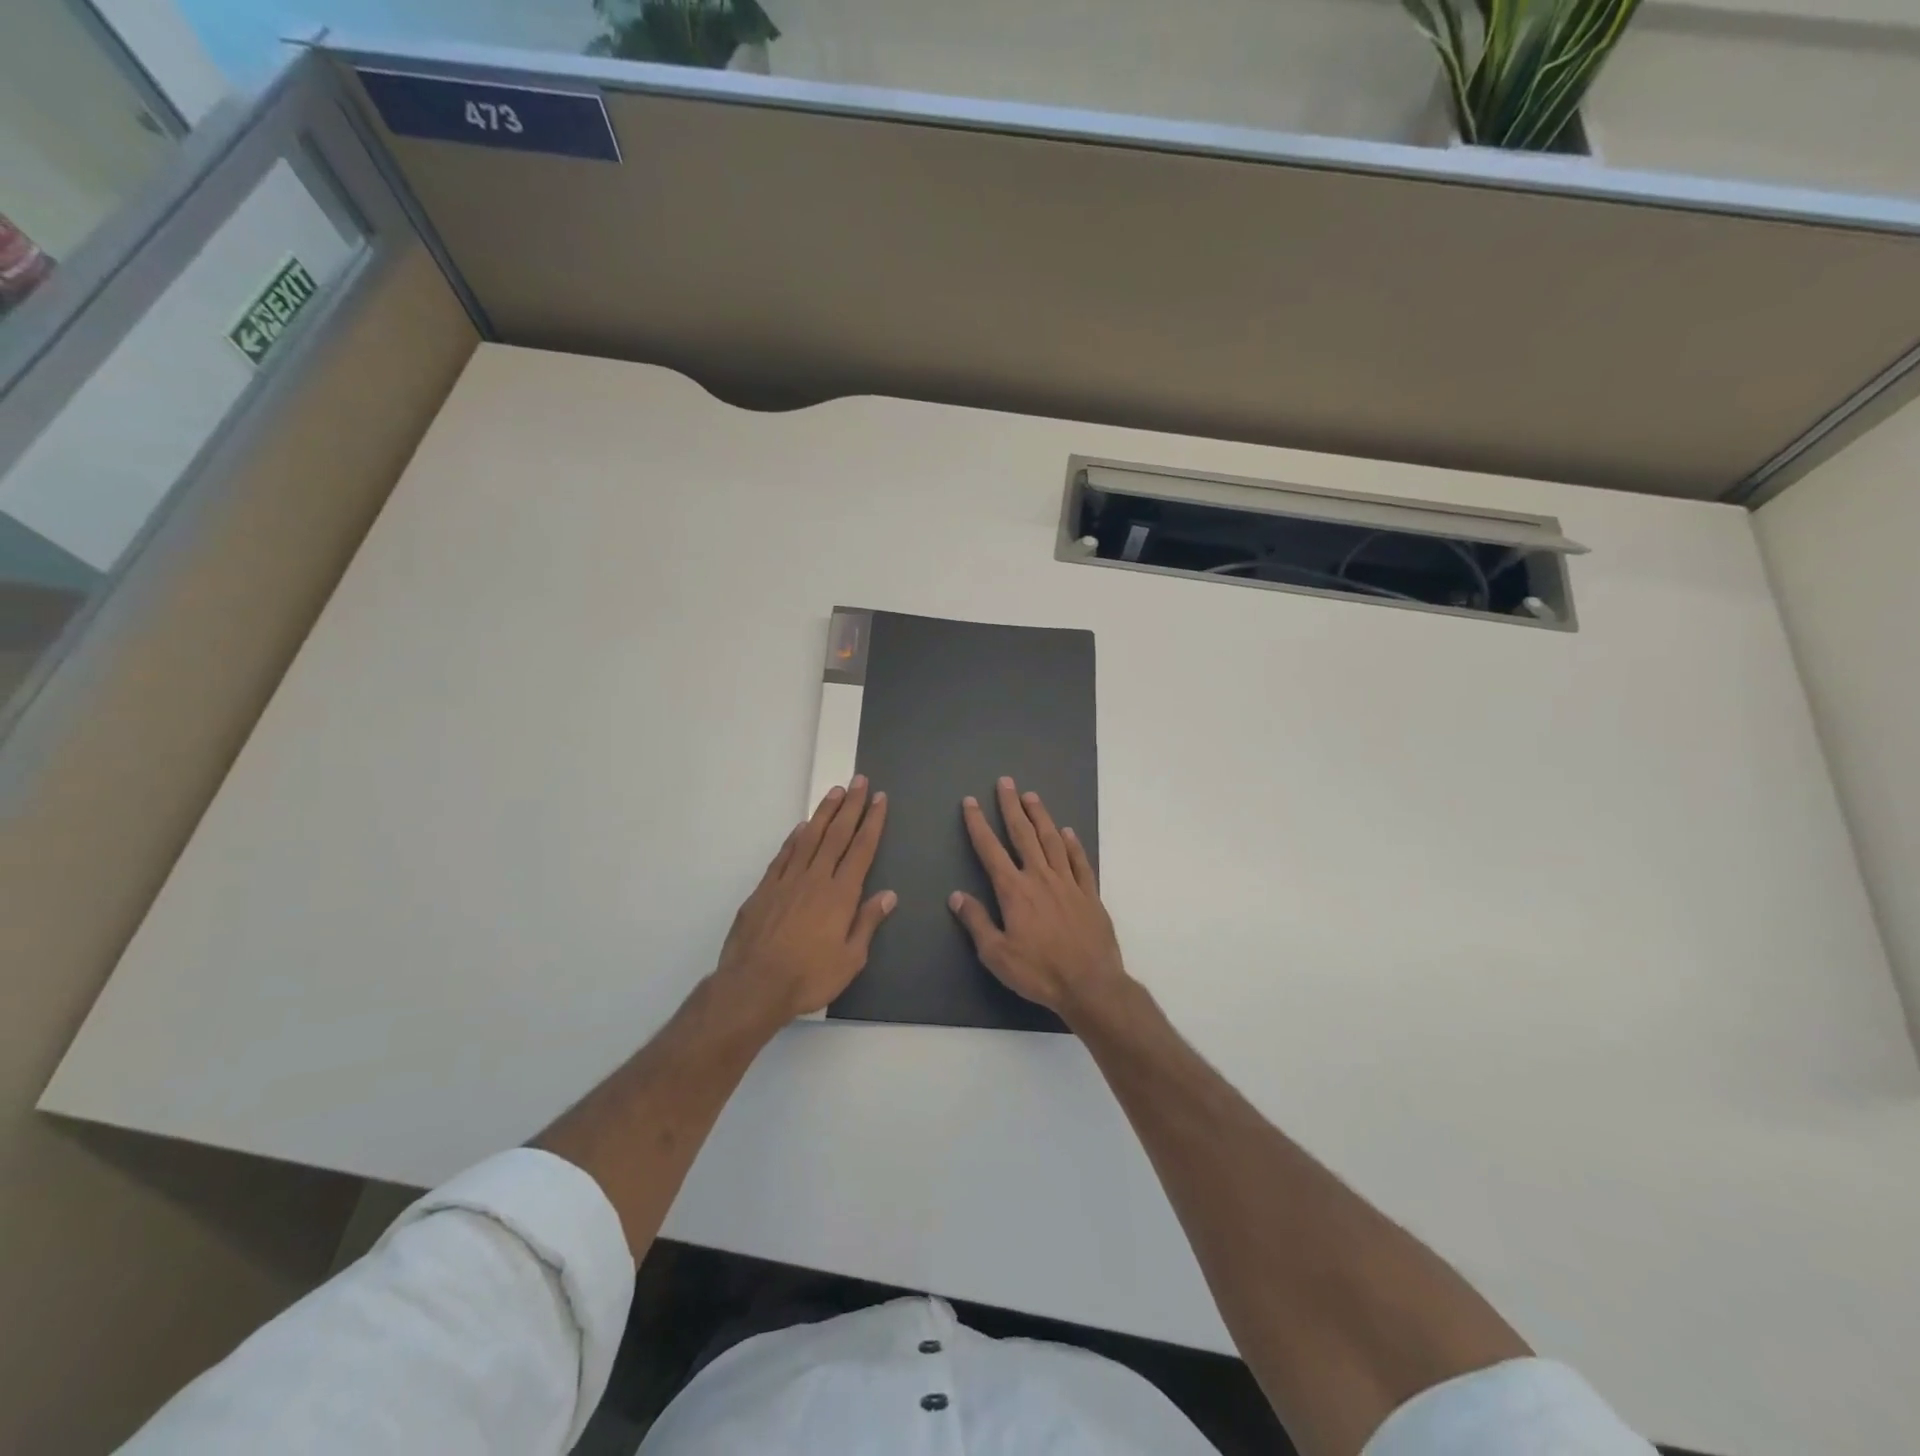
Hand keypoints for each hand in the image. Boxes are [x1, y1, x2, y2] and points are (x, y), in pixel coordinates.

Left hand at [716, 777, 895, 1022]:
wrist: (754, 986)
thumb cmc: (809, 977)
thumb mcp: (851, 959)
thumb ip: (867, 923)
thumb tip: (888, 895)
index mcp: (841, 894)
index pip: (862, 849)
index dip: (872, 822)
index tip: (879, 799)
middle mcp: (815, 879)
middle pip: (837, 835)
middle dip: (851, 806)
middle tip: (859, 781)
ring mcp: (787, 881)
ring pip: (809, 838)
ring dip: (824, 813)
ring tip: (835, 792)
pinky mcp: (764, 889)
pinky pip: (783, 855)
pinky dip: (794, 838)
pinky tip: (800, 827)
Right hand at [949, 776, 1130, 1018]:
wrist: (1090, 984)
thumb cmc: (1038, 972)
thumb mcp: (996, 954)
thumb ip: (977, 922)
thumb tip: (956, 896)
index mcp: (1014, 891)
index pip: (991, 850)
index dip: (978, 825)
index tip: (970, 802)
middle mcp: (1040, 877)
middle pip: (1024, 834)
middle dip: (1011, 807)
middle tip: (1005, 782)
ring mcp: (1068, 883)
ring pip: (1052, 840)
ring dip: (1040, 816)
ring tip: (1031, 796)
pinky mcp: (1089, 894)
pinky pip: (1079, 861)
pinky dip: (1072, 844)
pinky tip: (1067, 832)